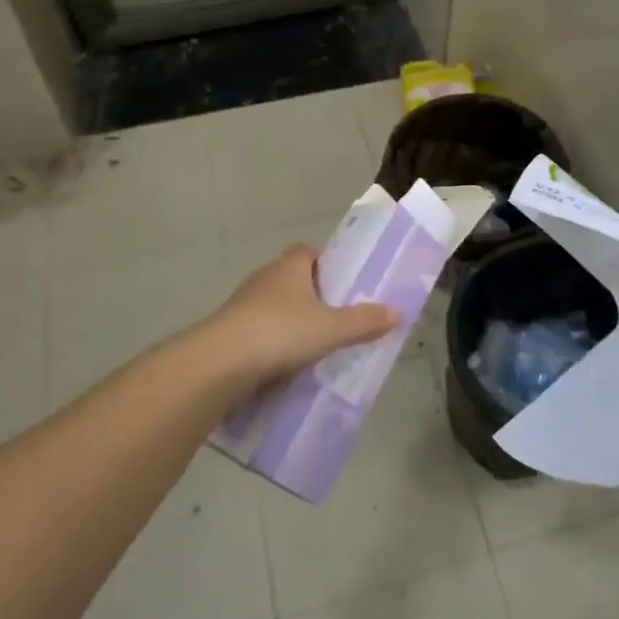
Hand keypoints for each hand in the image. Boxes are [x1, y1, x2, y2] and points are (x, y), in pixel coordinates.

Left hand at [199, 246, 396, 383]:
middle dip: (311, 297)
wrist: (221, 362)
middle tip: (333, 321)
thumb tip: (396, 312)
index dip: (325, 265)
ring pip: (273, 306)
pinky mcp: (228, 329)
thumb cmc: (282, 332)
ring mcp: (242, 303)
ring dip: (289, 322)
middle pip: (292, 279)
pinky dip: (270, 343)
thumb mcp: (332, 329)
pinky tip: (283, 365)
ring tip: (311, 348)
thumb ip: (364, 321)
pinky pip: (257, 330)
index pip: (308, 252)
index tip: (341, 287)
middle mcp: (265, 277)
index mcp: (290, 266)